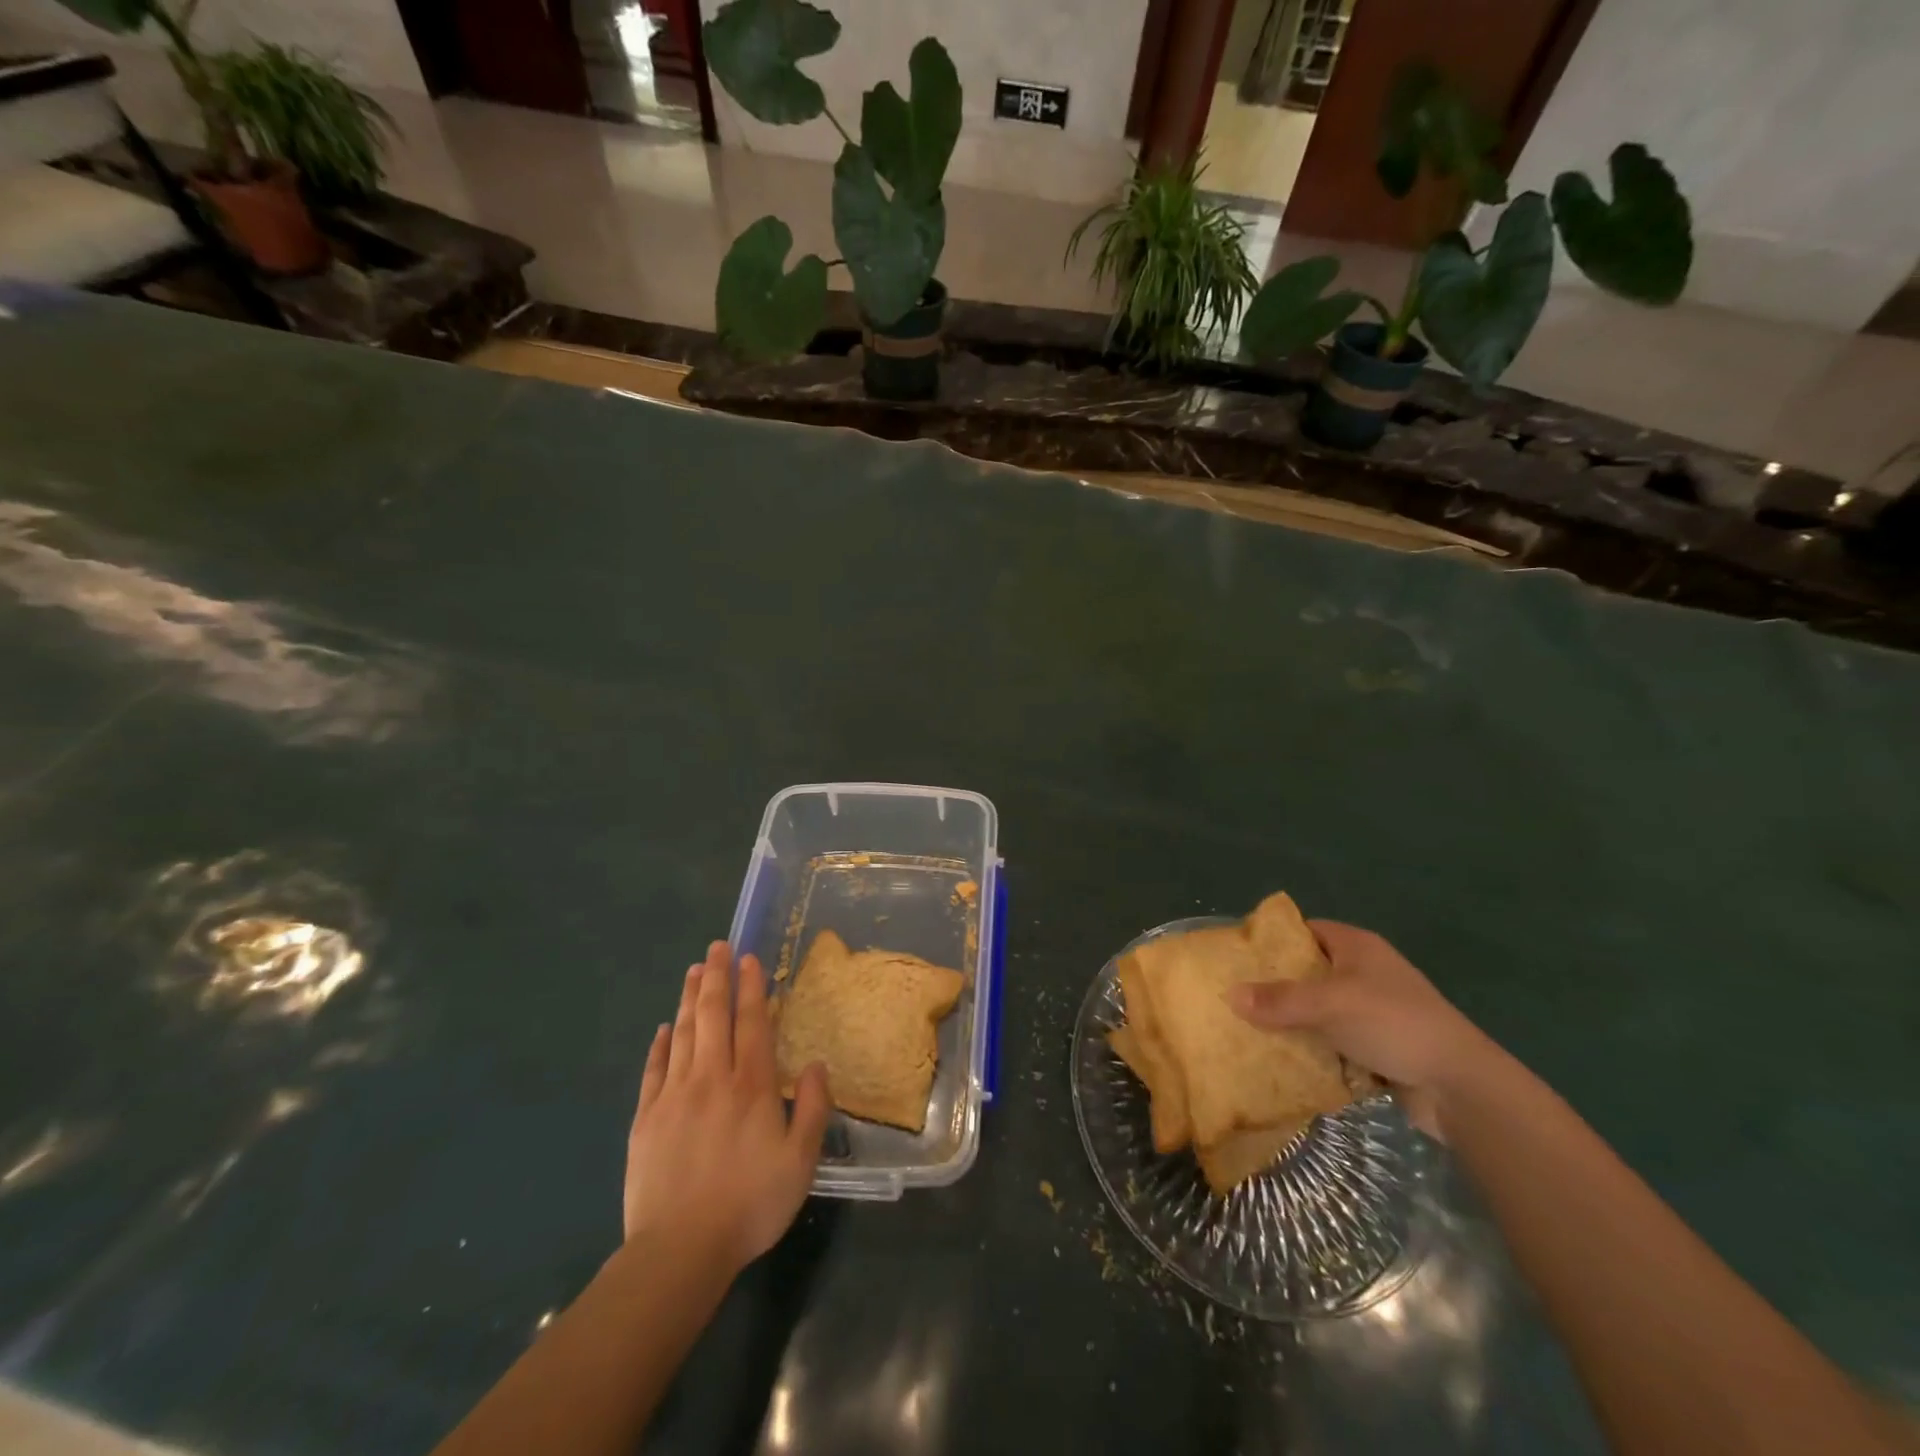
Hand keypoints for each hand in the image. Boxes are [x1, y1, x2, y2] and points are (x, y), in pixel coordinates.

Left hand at [623, 941, 829, 1276]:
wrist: (680, 1251)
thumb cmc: (750, 1204)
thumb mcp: (801, 1162)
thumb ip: (813, 1109)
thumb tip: (817, 1065)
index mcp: (751, 1085)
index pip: (751, 1022)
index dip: (751, 987)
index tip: (748, 958)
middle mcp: (711, 1078)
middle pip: (714, 1016)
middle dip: (716, 977)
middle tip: (716, 947)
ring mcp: (674, 1096)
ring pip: (683, 1034)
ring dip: (690, 999)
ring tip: (694, 970)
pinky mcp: (646, 1119)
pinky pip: (654, 1069)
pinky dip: (660, 1044)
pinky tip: (664, 1028)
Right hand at [1228, 920, 1493, 1138]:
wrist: (1460, 1087)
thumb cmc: (1394, 1024)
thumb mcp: (1330, 1004)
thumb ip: (1280, 1000)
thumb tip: (1230, 994)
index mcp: (1356, 947)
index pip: (1304, 930)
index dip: (1272, 939)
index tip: (1238, 956)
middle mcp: (1363, 973)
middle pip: (1308, 972)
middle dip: (1274, 986)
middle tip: (1234, 996)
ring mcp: (1372, 1011)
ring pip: (1318, 1010)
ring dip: (1291, 1022)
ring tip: (1247, 1030)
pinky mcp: (1377, 1047)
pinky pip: (1332, 1041)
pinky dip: (1311, 1049)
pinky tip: (1281, 1060)